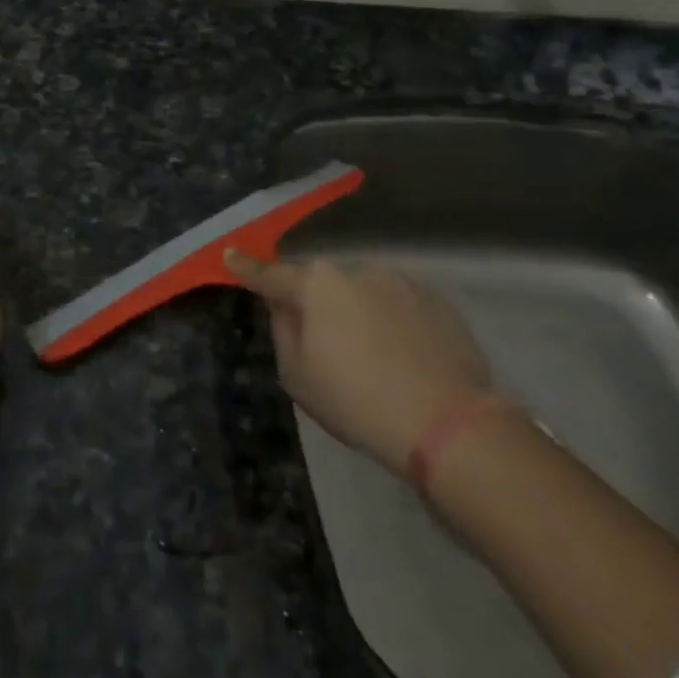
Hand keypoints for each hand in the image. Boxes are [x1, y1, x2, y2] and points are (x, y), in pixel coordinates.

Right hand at [225, 254, 491, 473]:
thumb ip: (284, 331)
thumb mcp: (298, 377)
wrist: (448, 423)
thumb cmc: (357, 400)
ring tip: (375, 361)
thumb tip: (286, 307)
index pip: (271, 275)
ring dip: (358, 314)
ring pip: (363, 294)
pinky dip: (393, 325)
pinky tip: (405, 361)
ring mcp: (399, 281)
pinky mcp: (435, 300)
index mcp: (316, 285)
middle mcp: (355, 270)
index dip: (247, 268)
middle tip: (327, 349)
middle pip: (323, 286)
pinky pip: (399, 307)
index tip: (231, 254)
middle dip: (318, 306)